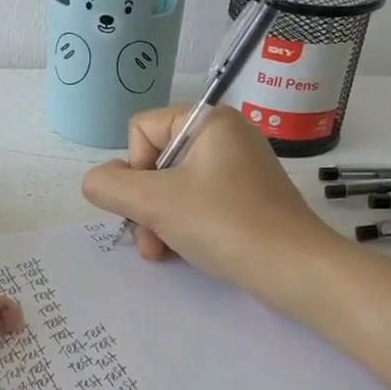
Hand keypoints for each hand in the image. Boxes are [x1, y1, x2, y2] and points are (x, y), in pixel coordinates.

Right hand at [80, 107, 343, 308]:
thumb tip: (96, 181)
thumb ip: (110, 186)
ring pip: (173, 187)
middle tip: (149, 240)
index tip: (148, 203)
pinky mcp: (247, 198)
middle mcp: (226, 136)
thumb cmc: (224, 224)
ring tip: (162, 252)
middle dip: (144, 204)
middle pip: (156, 161)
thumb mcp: (155, 202)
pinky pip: (198, 202)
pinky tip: (183, 252)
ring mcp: (239, 168)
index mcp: (209, 121)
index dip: (133, 169)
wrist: (294, 269)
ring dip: (158, 220)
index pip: (141, 130)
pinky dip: (183, 226)